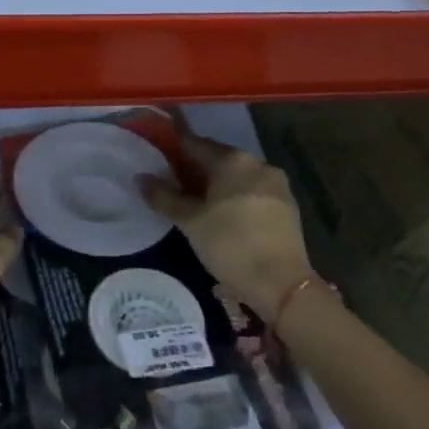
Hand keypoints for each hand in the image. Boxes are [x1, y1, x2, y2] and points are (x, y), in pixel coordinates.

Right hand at [141, 123, 310, 318]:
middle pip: (218, 158)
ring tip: (197, 198)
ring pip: (237, 175)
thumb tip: (141, 178)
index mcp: (232, 160)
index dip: (175, 143)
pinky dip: (236, 195)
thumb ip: (164, 196)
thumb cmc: (230, 245)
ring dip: (217, 182)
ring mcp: (276, 184)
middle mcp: (257, 163)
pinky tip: (224, 212)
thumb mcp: (190, 222)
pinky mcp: (287, 206)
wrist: (282, 285)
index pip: (195, 143)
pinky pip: (253, 190)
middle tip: (174, 178)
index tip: (160, 143)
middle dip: (196, 166)